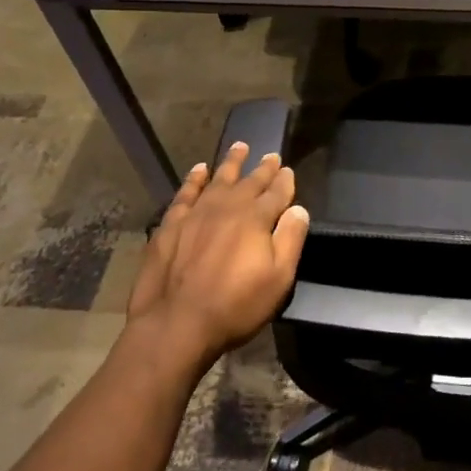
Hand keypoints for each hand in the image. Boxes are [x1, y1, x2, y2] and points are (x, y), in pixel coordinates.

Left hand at [124, 142, 308, 373]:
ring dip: (231, 163)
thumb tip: (299, 209)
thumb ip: (291, 239)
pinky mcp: (171, 224)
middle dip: (263, 168)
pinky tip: (199, 170)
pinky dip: (194, 179)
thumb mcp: (278, 279)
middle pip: (249, 181)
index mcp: (257, 218)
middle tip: (270, 155)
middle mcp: (228, 207)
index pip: (276, 192)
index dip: (284, 181)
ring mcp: (197, 213)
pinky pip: (186, 193)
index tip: (288, 170)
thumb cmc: (235, 305)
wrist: (176, 324)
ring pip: (218, 179)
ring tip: (239, 146)